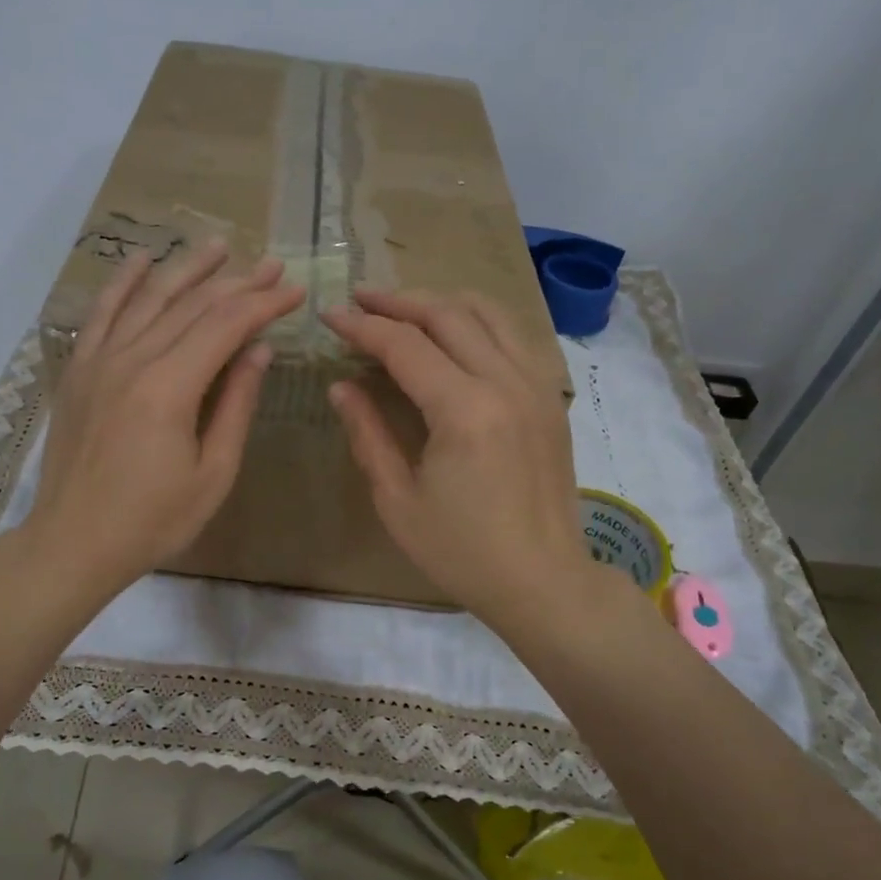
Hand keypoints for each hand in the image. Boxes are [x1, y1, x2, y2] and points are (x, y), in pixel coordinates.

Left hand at [25, 241, 304, 600]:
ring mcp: (98, 361)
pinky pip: (102, 313)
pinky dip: (123, 283)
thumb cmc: (153, 520)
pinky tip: (143, 260)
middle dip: (238, 282)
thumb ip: (237, 405)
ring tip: (220, 246)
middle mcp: (132, 360)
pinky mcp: (78, 370)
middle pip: (192, 305)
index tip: (295, 291)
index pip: (226, 326)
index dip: (264, 304)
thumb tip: (259, 350)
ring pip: (149, 299)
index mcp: (169, 388)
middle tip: (273, 265)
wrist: (74, 542)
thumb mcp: (213, 473)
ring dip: (188, 269)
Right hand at [323, 288, 594, 630]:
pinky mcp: (550, 399)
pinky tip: (457, 333)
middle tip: (360, 299)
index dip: (363, 326)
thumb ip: (368, 434)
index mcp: (465, 410)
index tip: (330, 316)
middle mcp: (506, 383)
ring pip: (489, 314)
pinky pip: (515, 337)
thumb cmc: (462, 551)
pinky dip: (479, 321)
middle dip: (398, 302)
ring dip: (441, 302)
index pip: (405, 345)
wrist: (542, 580)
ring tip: (404, 307)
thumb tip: (342, 386)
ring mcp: (536, 386)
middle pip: (448, 315)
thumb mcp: (398, 500)